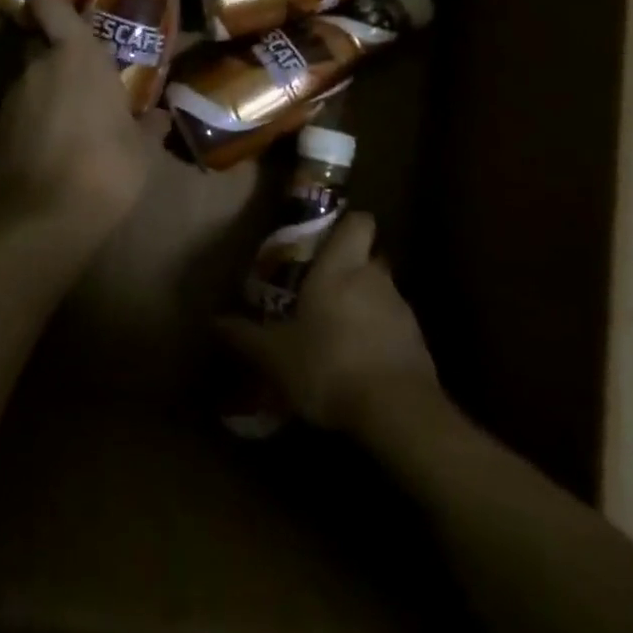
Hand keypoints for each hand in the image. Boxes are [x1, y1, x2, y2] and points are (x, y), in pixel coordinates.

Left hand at [0, 0, 161, 239]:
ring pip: (28, 83)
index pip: (49, 5)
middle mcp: (37, 67)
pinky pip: (16, 116)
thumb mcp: (142, 148)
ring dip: (44, 95)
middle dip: (56, 59)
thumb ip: (148, 125)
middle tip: (81, 83)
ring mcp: (10, 99)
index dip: (50, 4)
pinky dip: (29, 125)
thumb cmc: (108, 166)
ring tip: (67, 126)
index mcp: (76, 56)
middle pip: (40, 46)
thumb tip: (159, 116)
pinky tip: (47, 152)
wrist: (48, 219)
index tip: (62, 16)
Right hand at [217, 212, 438, 434]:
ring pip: (382, 293)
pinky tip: (361, 364)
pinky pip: (395, 328)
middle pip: (369, 257)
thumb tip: (214, 321)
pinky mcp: (418, 343)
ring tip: (339, 333)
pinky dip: (380, 338)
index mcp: (340, 267)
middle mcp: (374, 277)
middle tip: (324, 290)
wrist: (397, 411)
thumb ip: (245, 335)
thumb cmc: (329, 364)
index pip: (359, 221)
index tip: (327, 237)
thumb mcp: (275, 355)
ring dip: (365, 305)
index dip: (347, 224)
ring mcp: (402, 310)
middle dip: (351, 269)